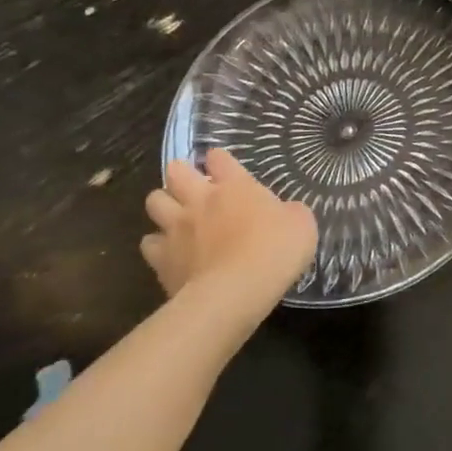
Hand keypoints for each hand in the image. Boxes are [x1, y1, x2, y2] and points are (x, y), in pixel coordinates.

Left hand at [142, 149, 317, 312]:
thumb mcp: (301, 224)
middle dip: (182, 174)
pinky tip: (169, 252)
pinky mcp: (161, 259)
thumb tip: (285, 213)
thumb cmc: (275, 250)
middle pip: (176, 172)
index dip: (219, 160)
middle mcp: (200, 200)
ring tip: (176, 216)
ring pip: (154, 201)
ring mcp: (176, 228)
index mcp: (235, 186)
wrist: (236, 291)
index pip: (219, 159)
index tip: (222, 167)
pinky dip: (157, 244)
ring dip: (164, 204)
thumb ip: (289, 212)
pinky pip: (149, 243)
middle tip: (193, 186)